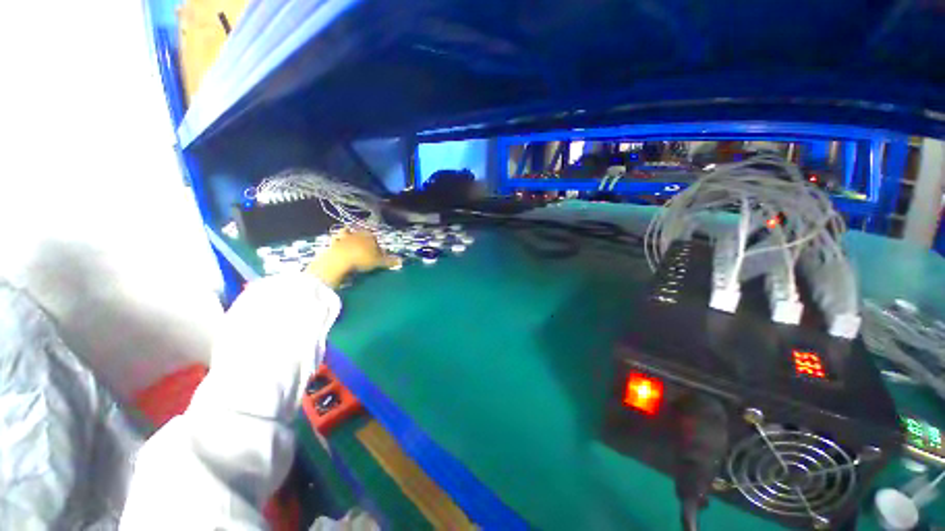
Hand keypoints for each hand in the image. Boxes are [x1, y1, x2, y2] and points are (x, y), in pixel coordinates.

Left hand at [306, 229, 399, 286]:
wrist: (340, 260)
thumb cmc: (362, 258)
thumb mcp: (378, 261)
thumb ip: (389, 260)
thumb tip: (401, 261)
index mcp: (369, 235)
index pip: (375, 238)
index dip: (377, 246)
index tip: (378, 254)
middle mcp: (357, 232)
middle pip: (362, 235)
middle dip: (364, 240)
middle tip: (366, 250)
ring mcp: (344, 236)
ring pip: (348, 233)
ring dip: (349, 237)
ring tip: (352, 246)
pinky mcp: (332, 242)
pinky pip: (336, 240)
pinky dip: (337, 242)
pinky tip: (339, 248)